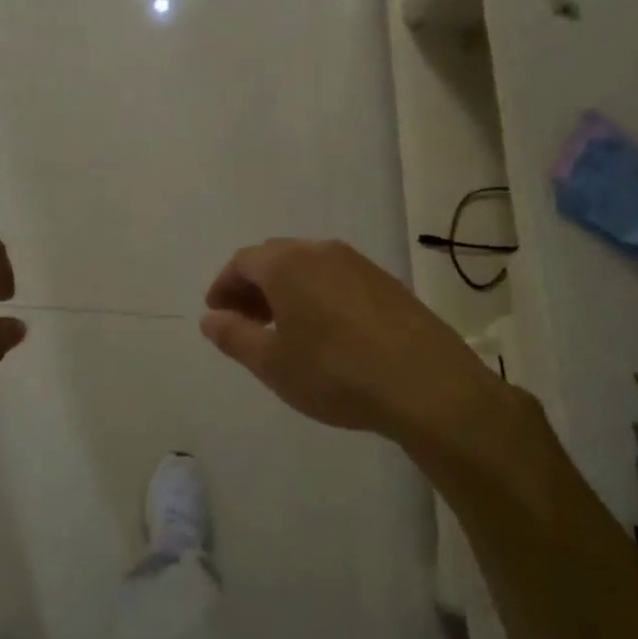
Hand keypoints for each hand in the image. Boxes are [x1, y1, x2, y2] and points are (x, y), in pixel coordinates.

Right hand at [200, 238, 514, 448]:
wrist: (427, 386)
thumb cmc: (335, 373)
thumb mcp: (272, 363)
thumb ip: (234, 336)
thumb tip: (210, 318)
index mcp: (288, 264)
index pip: (243, 262)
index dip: (223, 286)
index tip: (217, 314)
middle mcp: (322, 252)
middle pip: (275, 258)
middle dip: (253, 287)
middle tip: (244, 322)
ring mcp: (360, 265)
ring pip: (308, 267)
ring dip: (286, 291)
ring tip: (282, 330)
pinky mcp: (387, 284)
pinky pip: (337, 279)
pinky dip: (316, 296)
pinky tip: (324, 333)